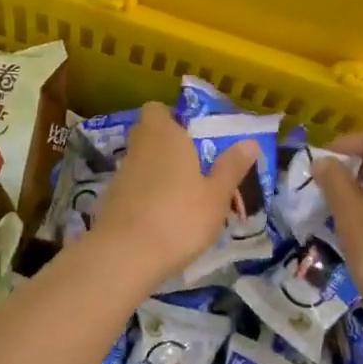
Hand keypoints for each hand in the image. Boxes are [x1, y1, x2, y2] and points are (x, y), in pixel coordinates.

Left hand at [90, 103, 256, 280]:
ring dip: (160, 172)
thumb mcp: (217, 195)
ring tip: (187, 198)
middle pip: (149, 134)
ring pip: (143, 162)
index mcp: (164, 134)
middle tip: (197, 166)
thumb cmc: (180, 216)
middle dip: (169, 145)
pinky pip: (134, 187)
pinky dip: (148, 195)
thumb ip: (231, 167)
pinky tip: (165, 218)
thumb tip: (249, 142)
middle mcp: (139, 147)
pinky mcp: (112, 200)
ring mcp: (122, 174)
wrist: (126, 254)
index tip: (193, 134)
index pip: (156, 109)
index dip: (172, 117)